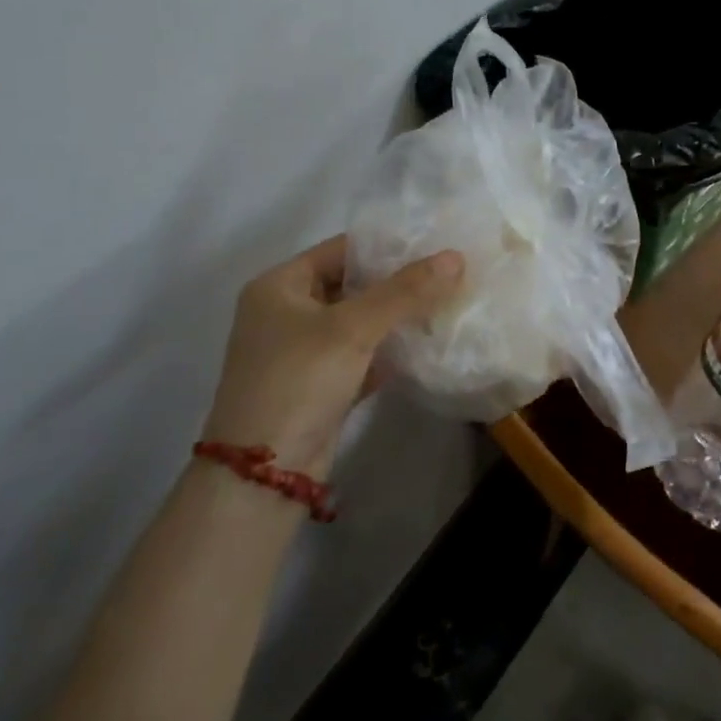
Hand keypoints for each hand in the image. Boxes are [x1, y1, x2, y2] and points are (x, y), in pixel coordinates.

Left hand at [202, 235, 463, 477]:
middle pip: (353, 284)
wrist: (264, 476)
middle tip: (450, 273)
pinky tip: (427, 343)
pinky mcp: (320, 384)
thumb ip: (405, 291)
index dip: (388, 245)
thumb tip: (456, 257)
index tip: (435, 244)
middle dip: (399, 282)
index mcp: (279, 286)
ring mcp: (303, 351)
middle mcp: (287, 312)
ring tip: (448, 301)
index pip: (342, 249)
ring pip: (360, 321)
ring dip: (398, 316)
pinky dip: (390, 349)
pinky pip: (362, 354)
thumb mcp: (353, 328)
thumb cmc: (298, 381)